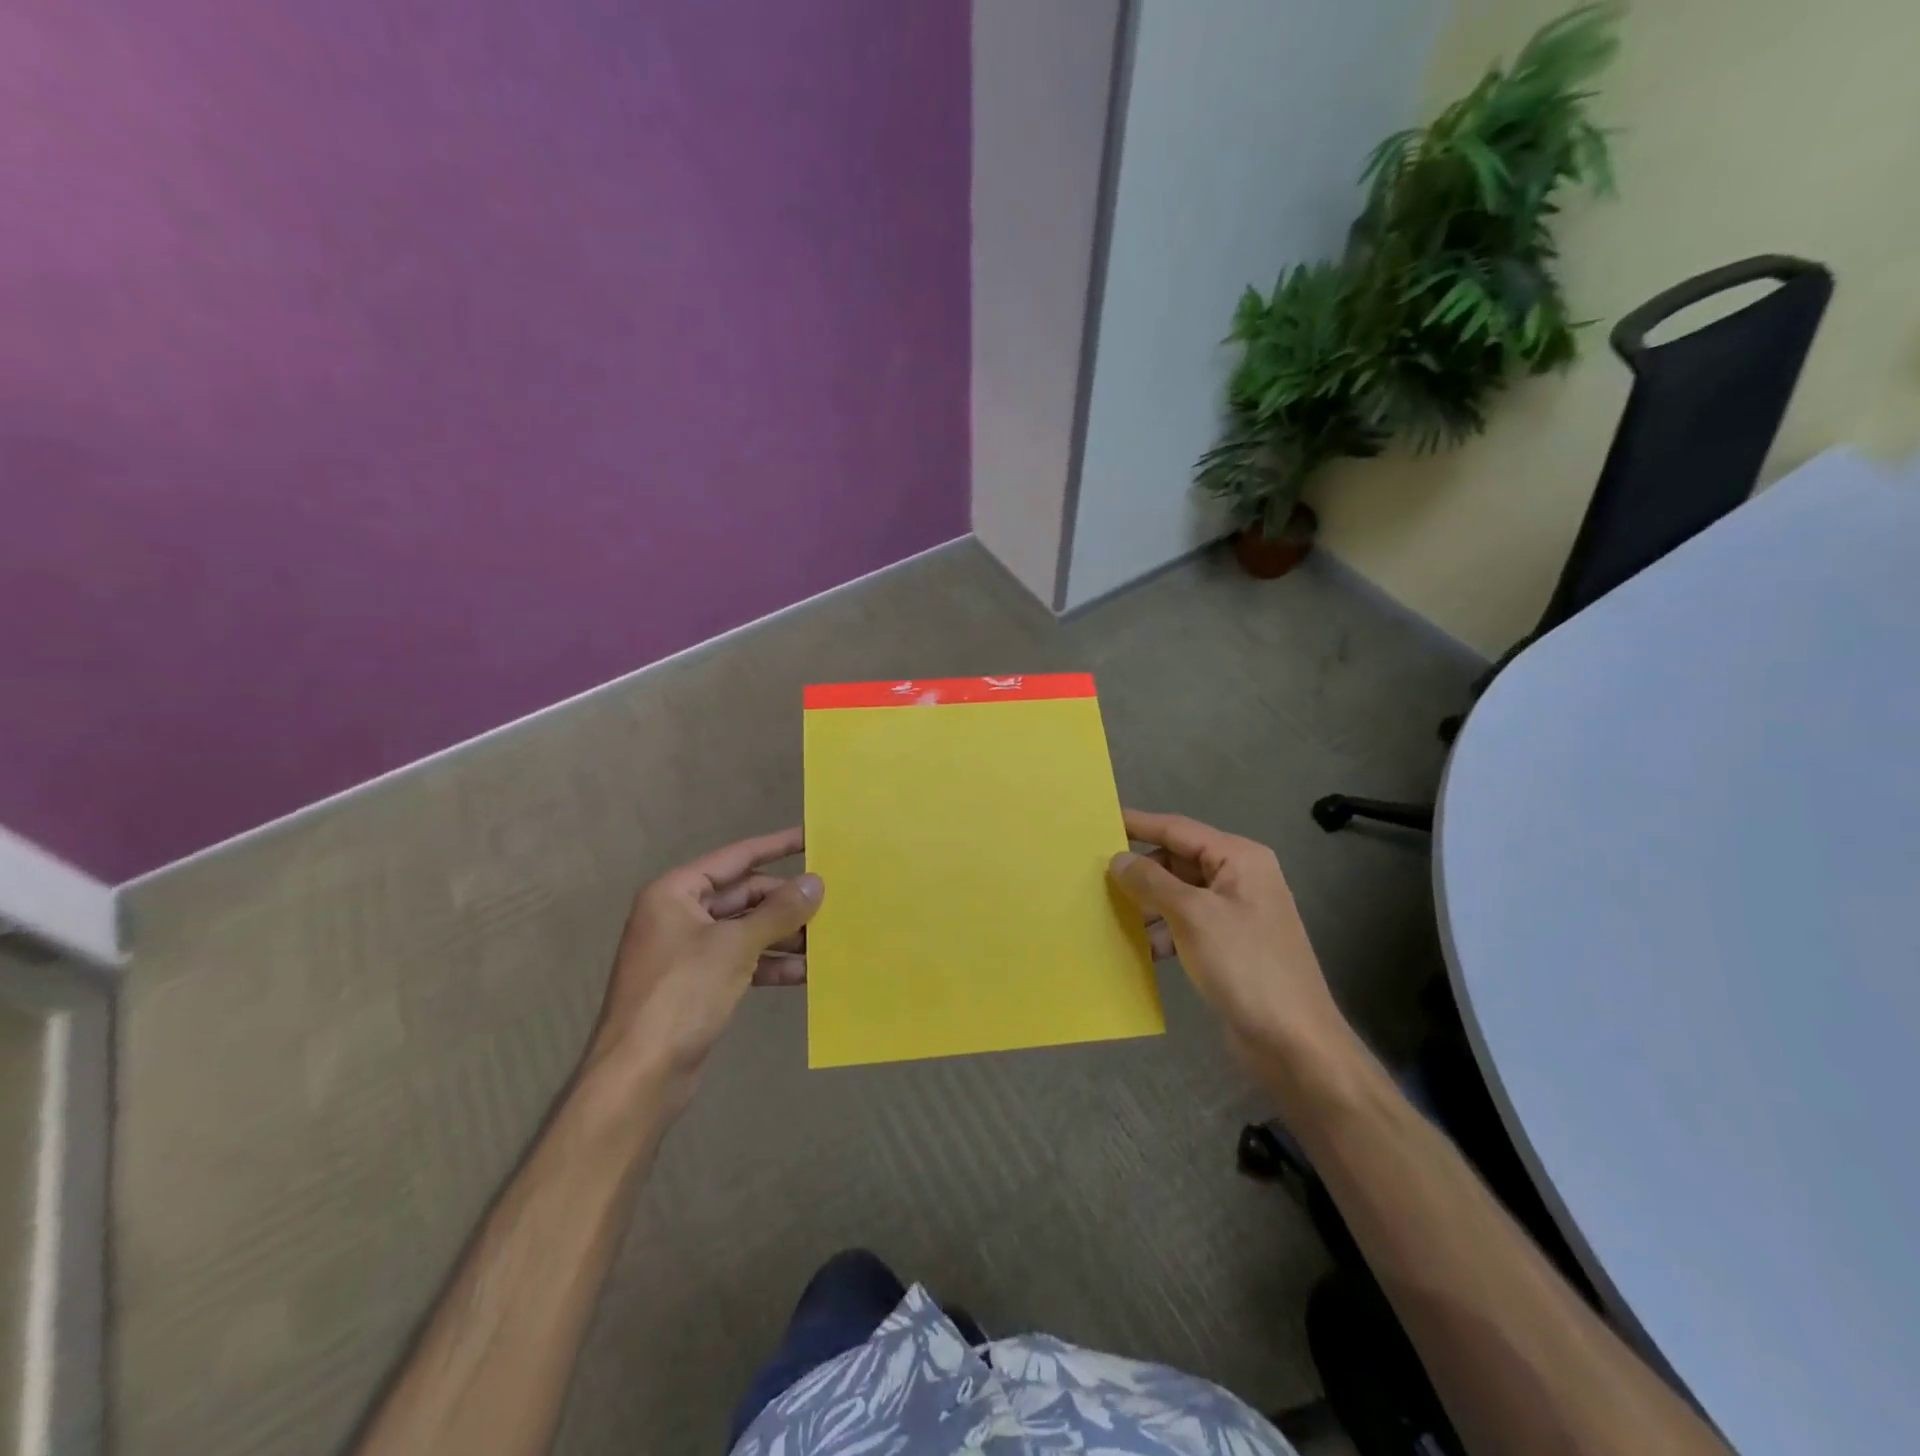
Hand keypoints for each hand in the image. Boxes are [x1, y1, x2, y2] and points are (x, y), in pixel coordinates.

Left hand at [588, 828, 822, 1096]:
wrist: (639, 1076)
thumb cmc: (681, 995)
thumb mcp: (735, 946)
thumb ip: (778, 912)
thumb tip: (815, 883)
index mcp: (676, 893)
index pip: (735, 858)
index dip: (776, 846)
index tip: (812, 837)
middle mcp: (679, 915)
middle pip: (743, 895)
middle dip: (785, 902)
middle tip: (830, 902)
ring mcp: (688, 952)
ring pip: (746, 930)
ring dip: (784, 935)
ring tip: (827, 939)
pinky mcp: (698, 985)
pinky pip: (742, 961)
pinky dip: (771, 964)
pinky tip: (806, 972)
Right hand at [1110, 810, 1348, 1067]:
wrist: (1294, 1042)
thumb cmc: (1245, 966)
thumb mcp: (1193, 916)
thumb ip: (1152, 881)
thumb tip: (1118, 859)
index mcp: (1239, 858)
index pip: (1178, 829)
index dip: (1138, 824)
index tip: (1101, 820)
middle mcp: (1240, 878)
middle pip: (1178, 861)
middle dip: (1141, 871)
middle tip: (1097, 878)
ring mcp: (1237, 912)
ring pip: (1179, 894)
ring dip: (1148, 905)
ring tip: (1111, 916)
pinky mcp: (1230, 945)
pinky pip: (1187, 923)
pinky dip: (1163, 931)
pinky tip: (1140, 948)